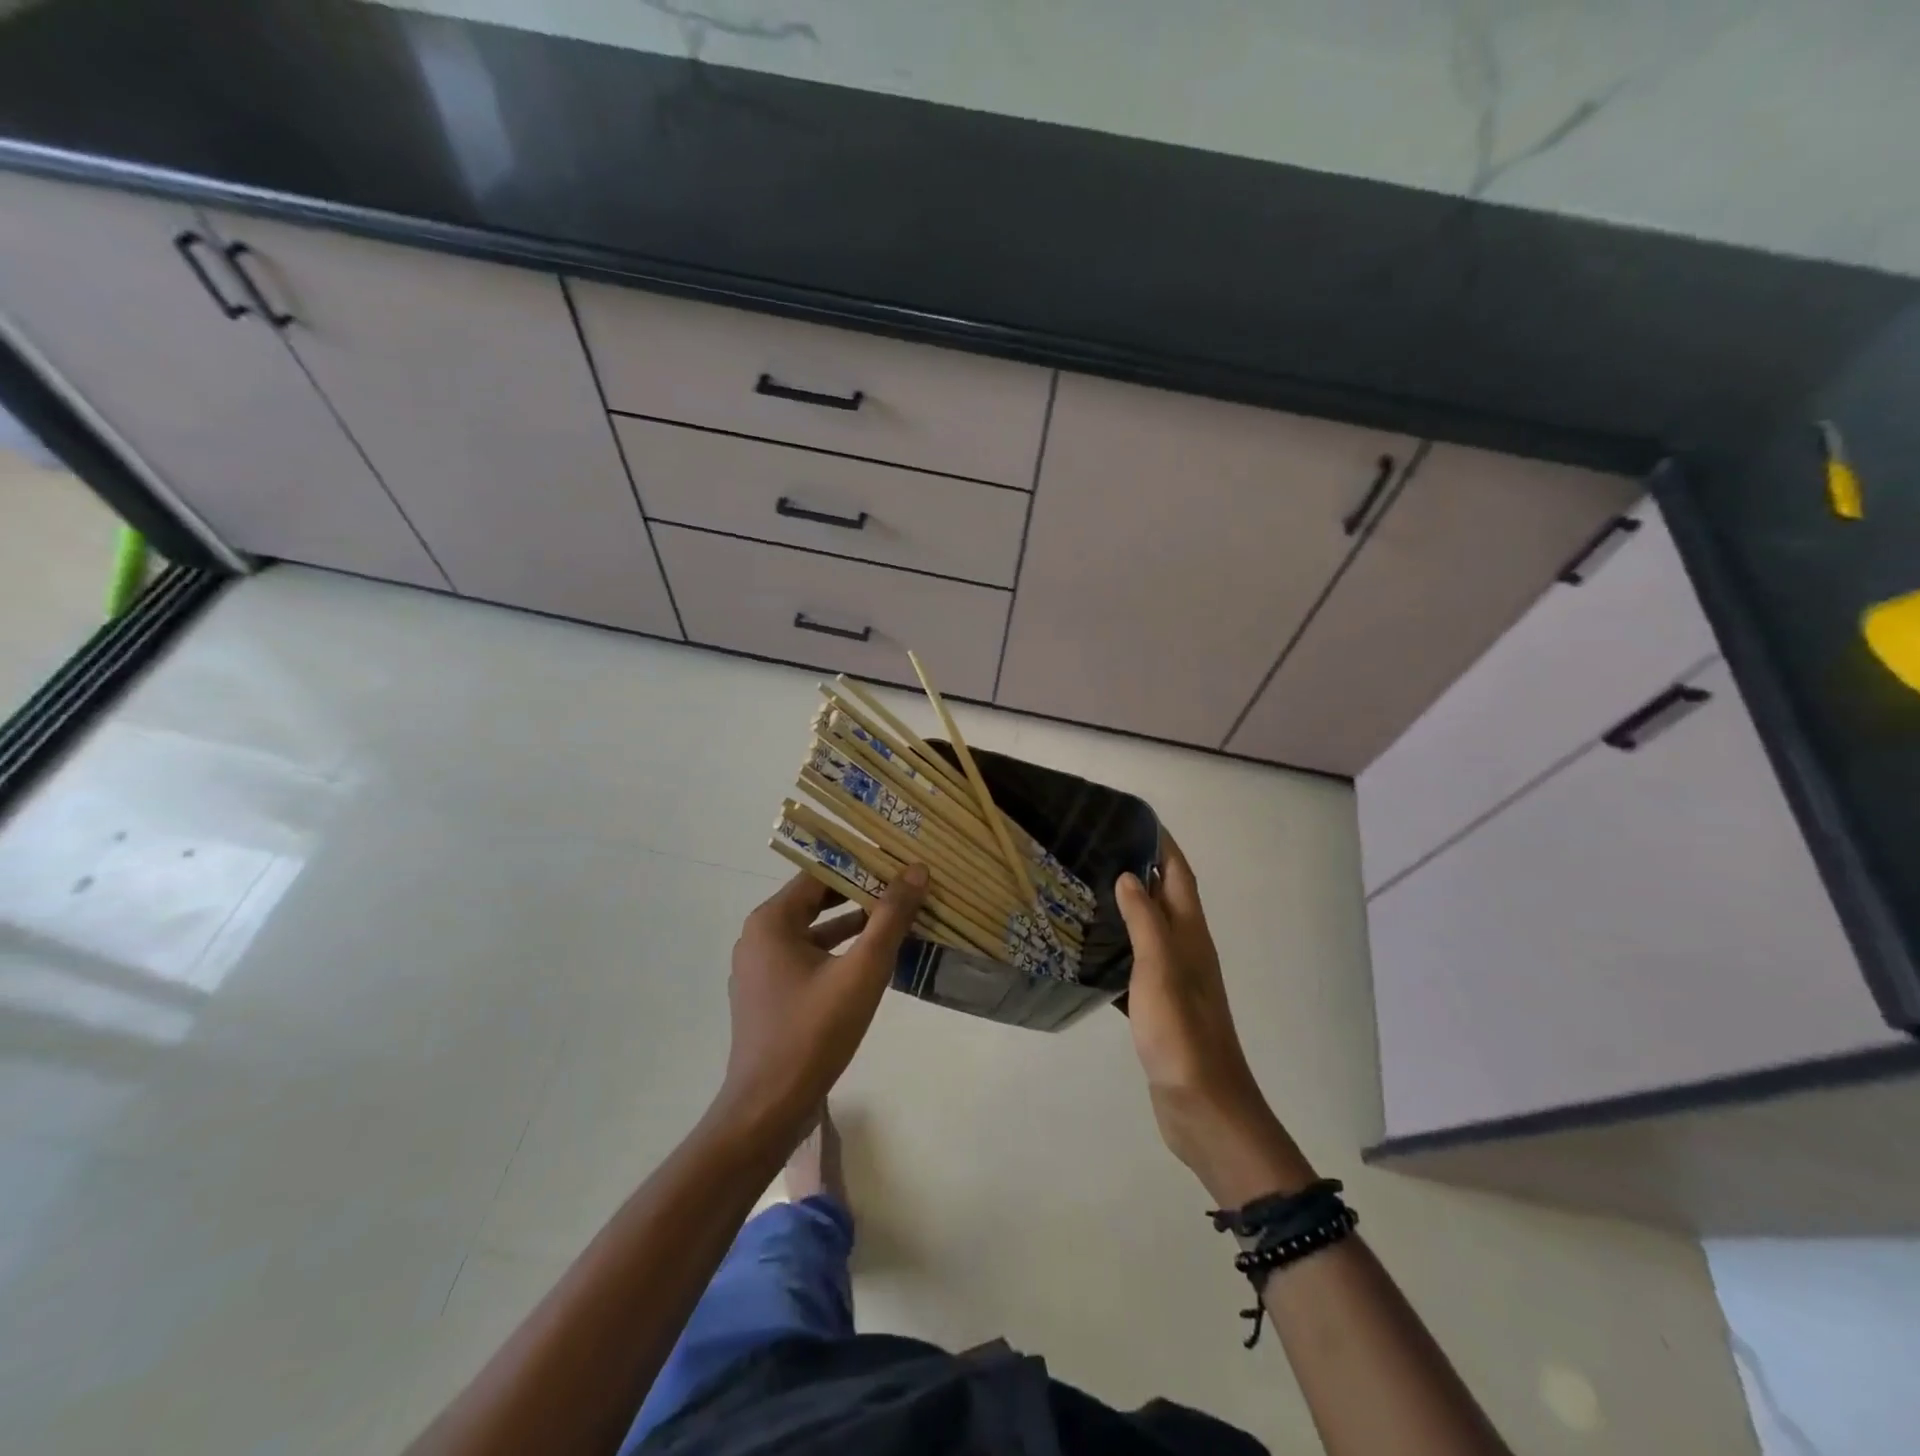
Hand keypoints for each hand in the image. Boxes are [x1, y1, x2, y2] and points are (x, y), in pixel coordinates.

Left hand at [715, 866, 927, 1137]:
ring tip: (897, 916)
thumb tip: (916, 870)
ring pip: (813, 930)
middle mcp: (760, 936)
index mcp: (771, 921)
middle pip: (816, 899)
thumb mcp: (862, 971)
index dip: (861, 865)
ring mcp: (761, 967)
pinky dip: (838, 951)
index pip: (821, 874)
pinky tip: (873, 958)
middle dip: (860, 892)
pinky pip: (807, 956)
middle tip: (904, 884)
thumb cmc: (813, 1033)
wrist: (768, 1109)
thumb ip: (890, 918)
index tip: (898, 861)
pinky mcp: (769, 993)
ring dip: (853, 923)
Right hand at [1116, 834, 1312, 1204]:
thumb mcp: (1161, 969)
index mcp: (1191, 935)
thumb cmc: (1182, 1032)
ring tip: (1089, 888)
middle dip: (1141, 869)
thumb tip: (1132, 876)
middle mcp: (1186, 950)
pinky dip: (1120, 947)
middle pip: (1166, 897)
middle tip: (1098, 849)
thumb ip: (1146, 921)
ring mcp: (1175, 980)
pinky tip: (1093, 949)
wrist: (1203, 1106)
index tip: (1134, 820)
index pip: (1179, 876)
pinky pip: (1138, 962)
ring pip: (1150, 929)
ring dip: (1129, 907)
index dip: (1163, 846)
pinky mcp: (1161, 1006)